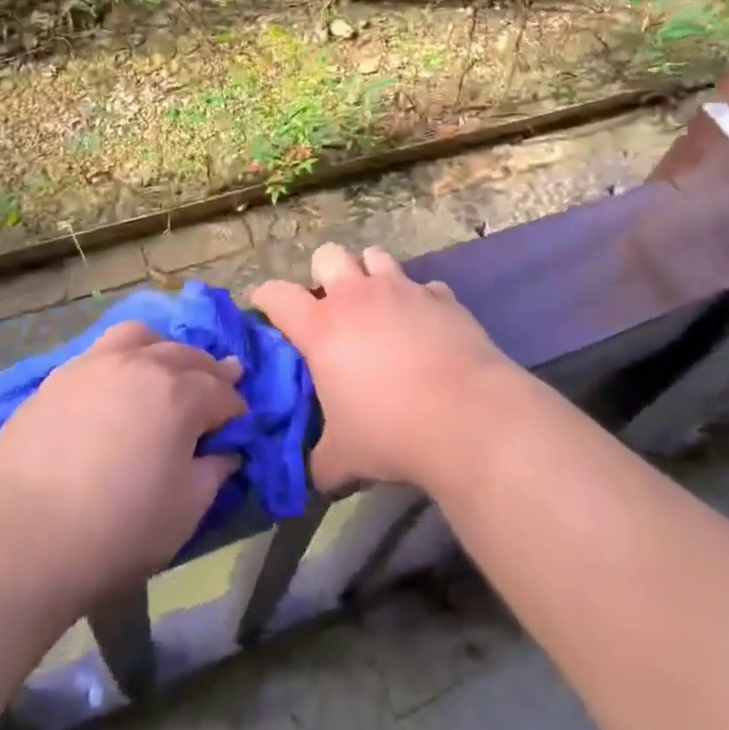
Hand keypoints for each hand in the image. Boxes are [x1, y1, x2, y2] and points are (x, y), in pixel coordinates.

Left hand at [0, 321, 245, 611]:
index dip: (236, 412)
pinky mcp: (60, 376)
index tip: (238, 428)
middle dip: (210, 373)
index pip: (223, 393)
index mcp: (181, 393)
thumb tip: (225, 451)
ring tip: (164, 371)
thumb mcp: (184, 512)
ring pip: (144, 337)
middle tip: (216, 391)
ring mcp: (97, 363)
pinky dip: (123, 359)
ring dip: (164, 351)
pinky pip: (103, 351)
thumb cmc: (115, 530)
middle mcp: (143, 363)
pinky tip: (116, 386)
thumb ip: (214, 473)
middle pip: (188, 356)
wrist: (19, 539)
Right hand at [253, 243, 518, 493]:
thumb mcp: (344, 458)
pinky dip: (419, 300)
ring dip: (370, 273)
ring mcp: (401, 289)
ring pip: (375, 256)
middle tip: (330, 304)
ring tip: (376, 304)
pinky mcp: (441, 296)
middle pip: (328, 255)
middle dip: (324, 273)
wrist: (465, 416)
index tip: (262, 302)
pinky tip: (425, 325)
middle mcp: (357, 296)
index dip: (265, 295)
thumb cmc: (390, 432)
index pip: (278, 295)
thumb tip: (317, 474)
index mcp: (322, 327)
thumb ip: (322, 460)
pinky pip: (423, 286)